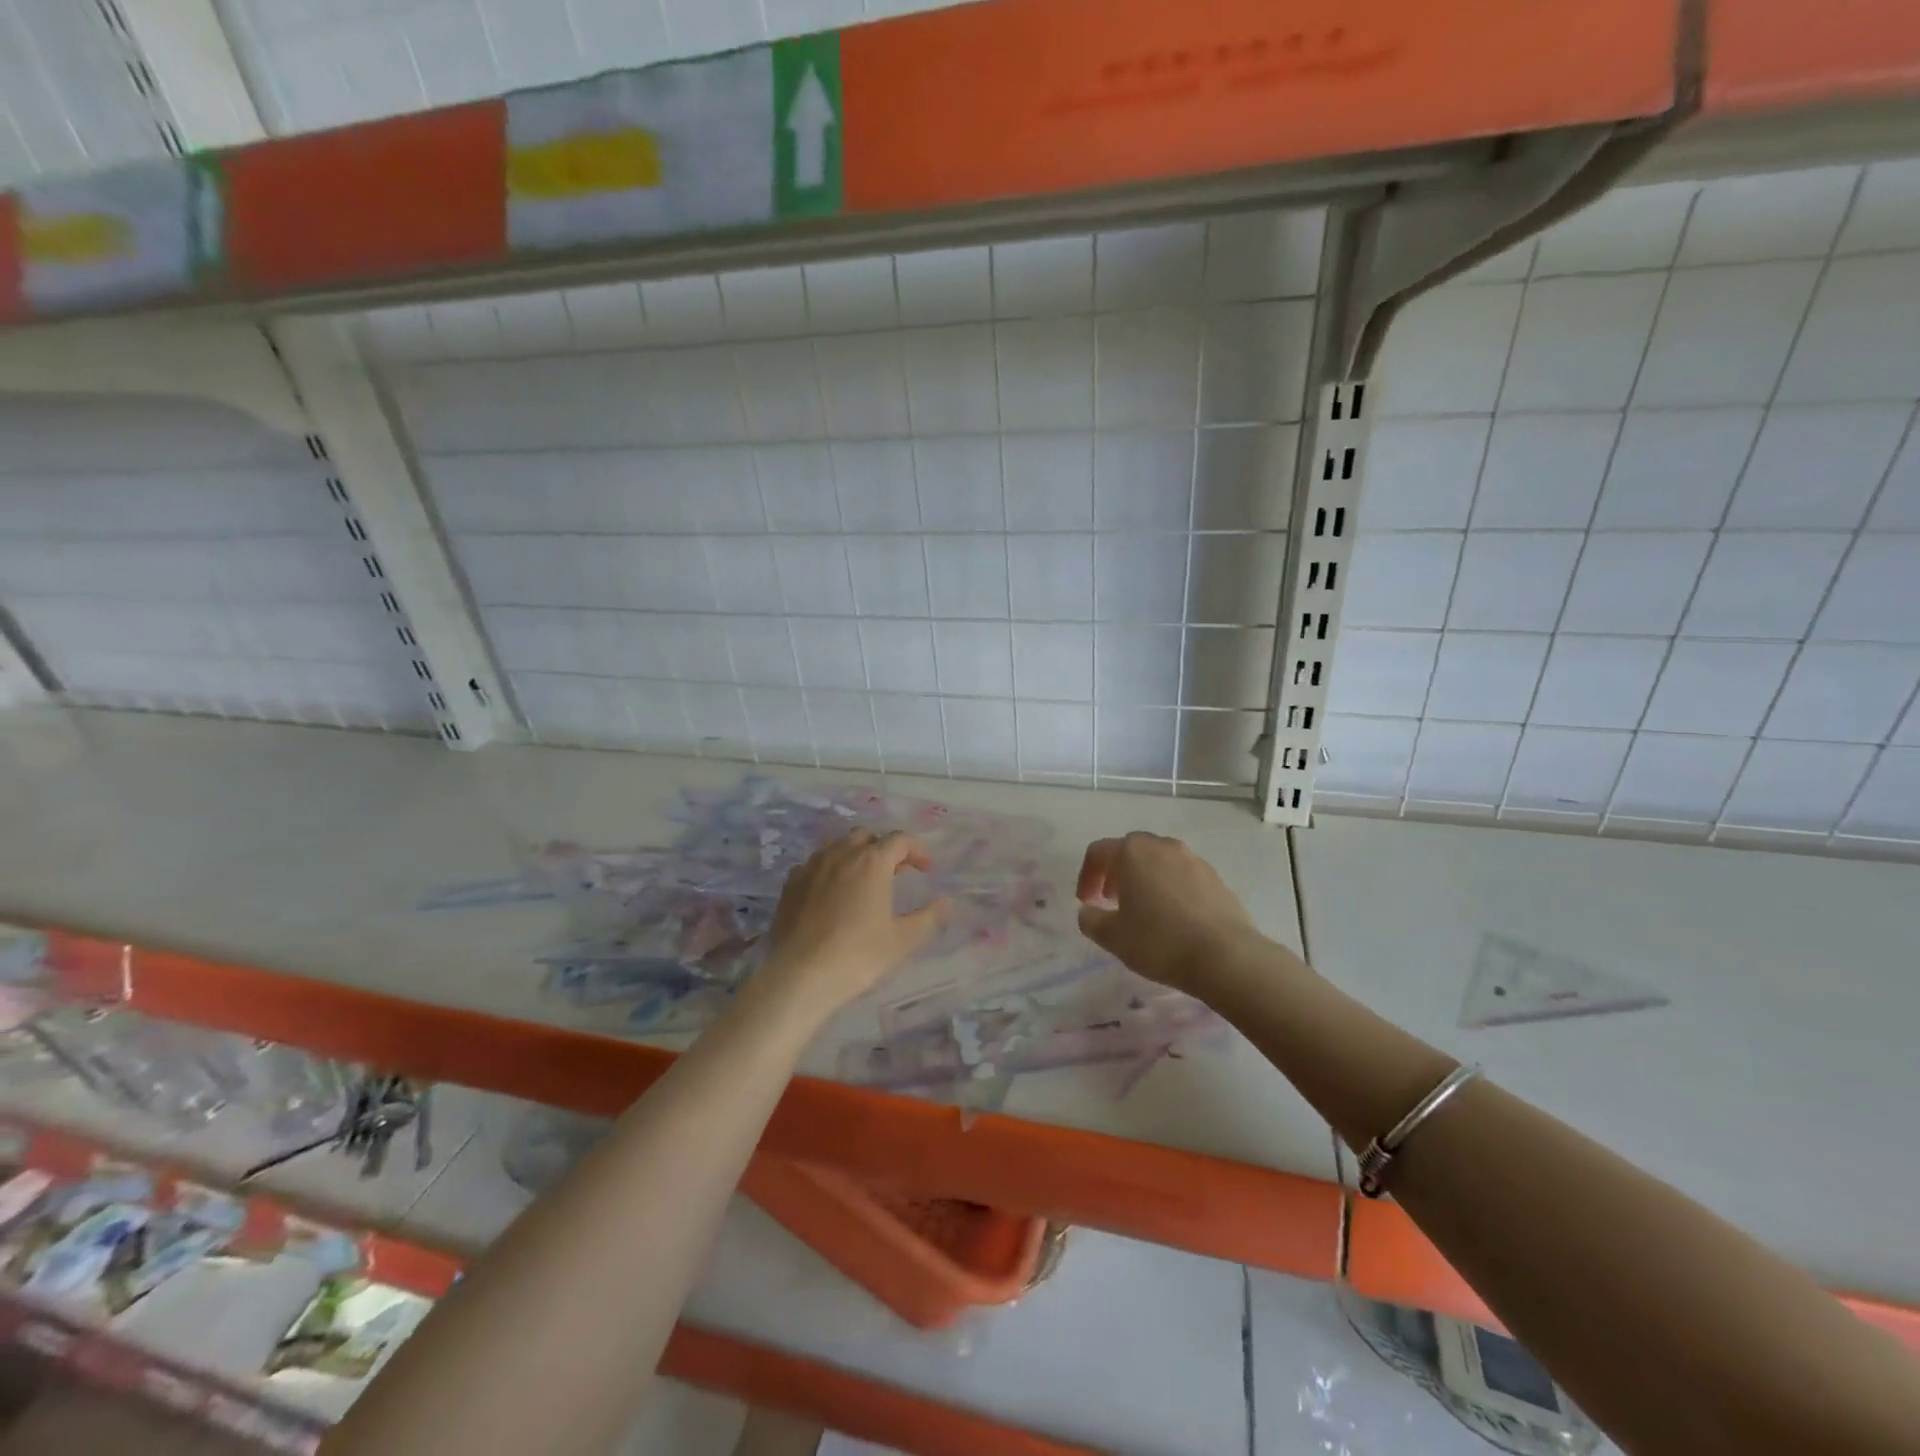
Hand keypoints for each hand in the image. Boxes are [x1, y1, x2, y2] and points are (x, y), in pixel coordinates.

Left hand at [756, 829, 950, 1018]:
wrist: (799, 976)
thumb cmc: (858, 956)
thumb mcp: (903, 940)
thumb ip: (929, 917)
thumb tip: (946, 902)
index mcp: (872, 862)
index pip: (900, 840)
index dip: (917, 850)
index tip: (926, 869)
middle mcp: (841, 854)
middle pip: (867, 836)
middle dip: (885, 848)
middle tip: (896, 872)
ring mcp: (811, 866)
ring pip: (838, 847)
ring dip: (856, 856)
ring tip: (865, 881)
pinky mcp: (791, 884)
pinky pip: (815, 864)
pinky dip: (830, 870)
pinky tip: (832, 893)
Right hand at [1075, 832, 1263, 994]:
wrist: (1226, 956)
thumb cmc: (1159, 941)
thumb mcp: (1112, 937)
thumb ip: (1091, 920)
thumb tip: (1088, 912)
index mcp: (1132, 852)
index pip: (1098, 852)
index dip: (1086, 876)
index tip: (1085, 902)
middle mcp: (1162, 846)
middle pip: (1130, 850)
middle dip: (1116, 872)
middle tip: (1110, 899)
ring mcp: (1193, 859)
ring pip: (1159, 861)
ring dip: (1144, 878)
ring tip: (1142, 908)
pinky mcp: (1215, 878)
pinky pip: (1183, 875)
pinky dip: (1170, 888)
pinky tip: (1172, 917)